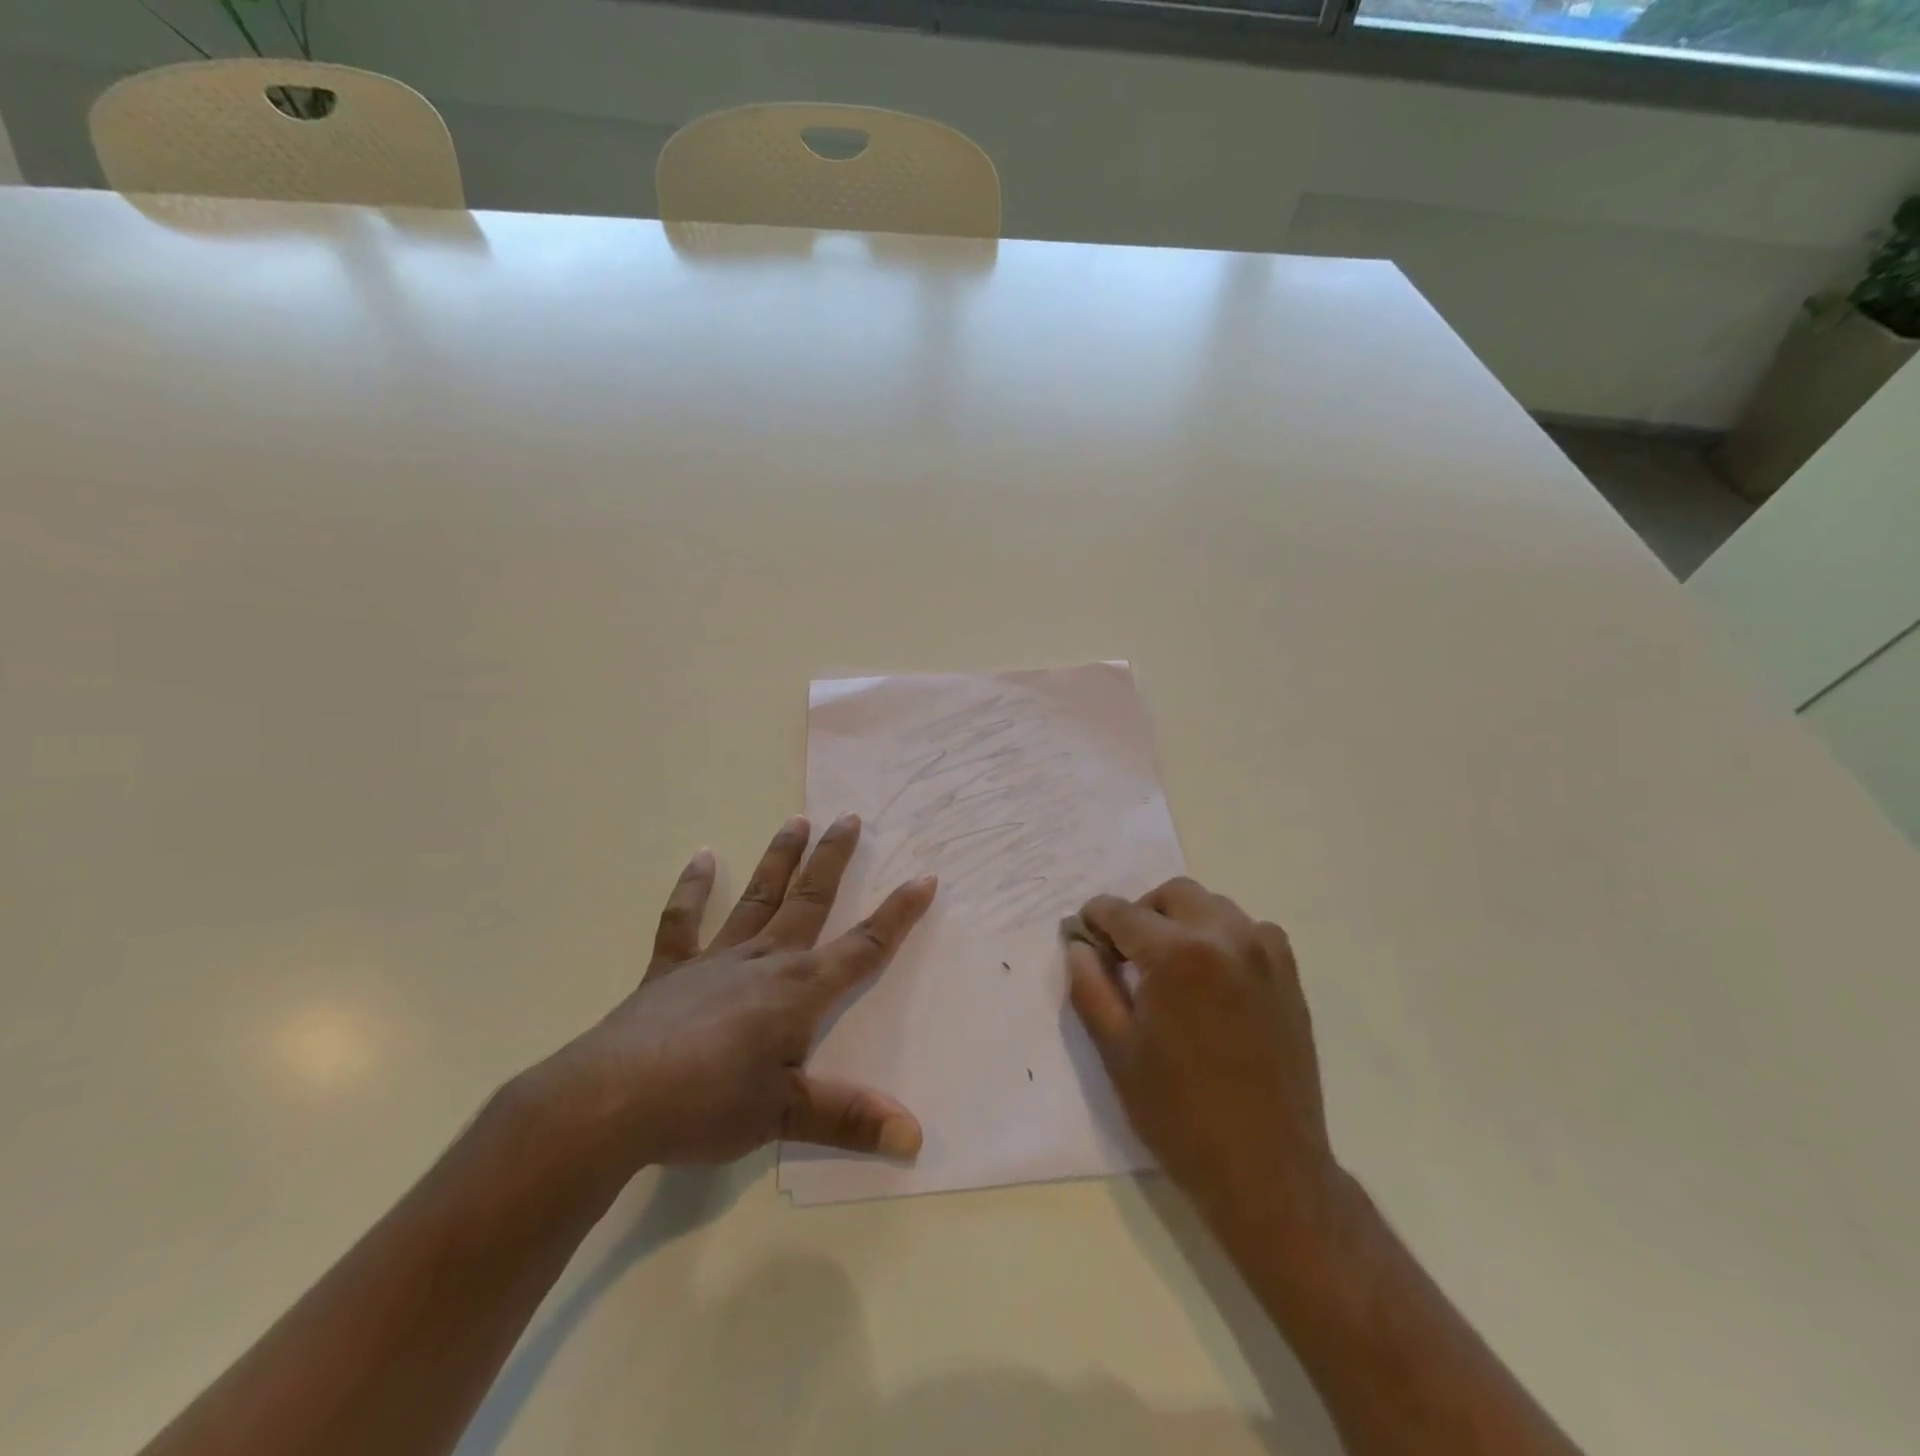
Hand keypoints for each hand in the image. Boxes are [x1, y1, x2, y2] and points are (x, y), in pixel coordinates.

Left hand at [526, 813, 935, 1174]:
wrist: (610, 1102)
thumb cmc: (707, 1105)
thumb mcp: (785, 1117)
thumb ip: (850, 1119)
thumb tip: (915, 1137)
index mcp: (799, 990)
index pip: (863, 947)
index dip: (898, 914)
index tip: (923, 878)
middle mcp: (764, 961)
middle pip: (809, 900)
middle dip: (833, 860)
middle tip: (849, 817)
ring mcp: (715, 960)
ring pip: (757, 898)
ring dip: (779, 859)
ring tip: (796, 820)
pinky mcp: (670, 971)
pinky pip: (683, 922)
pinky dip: (692, 890)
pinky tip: (701, 858)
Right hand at [1066, 878, 1339, 1232]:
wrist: (1268, 1169)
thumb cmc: (1180, 1114)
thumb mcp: (1117, 1051)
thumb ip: (1090, 987)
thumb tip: (1079, 946)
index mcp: (1176, 954)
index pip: (1122, 912)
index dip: (1095, 918)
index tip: (1083, 933)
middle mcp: (1225, 937)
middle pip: (1171, 894)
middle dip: (1140, 913)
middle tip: (1125, 953)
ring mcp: (1264, 953)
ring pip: (1212, 906)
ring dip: (1182, 921)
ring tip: (1169, 965)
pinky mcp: (1288, 975)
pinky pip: (1249, 930)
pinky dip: (1222, 936)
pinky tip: (1212, 976)